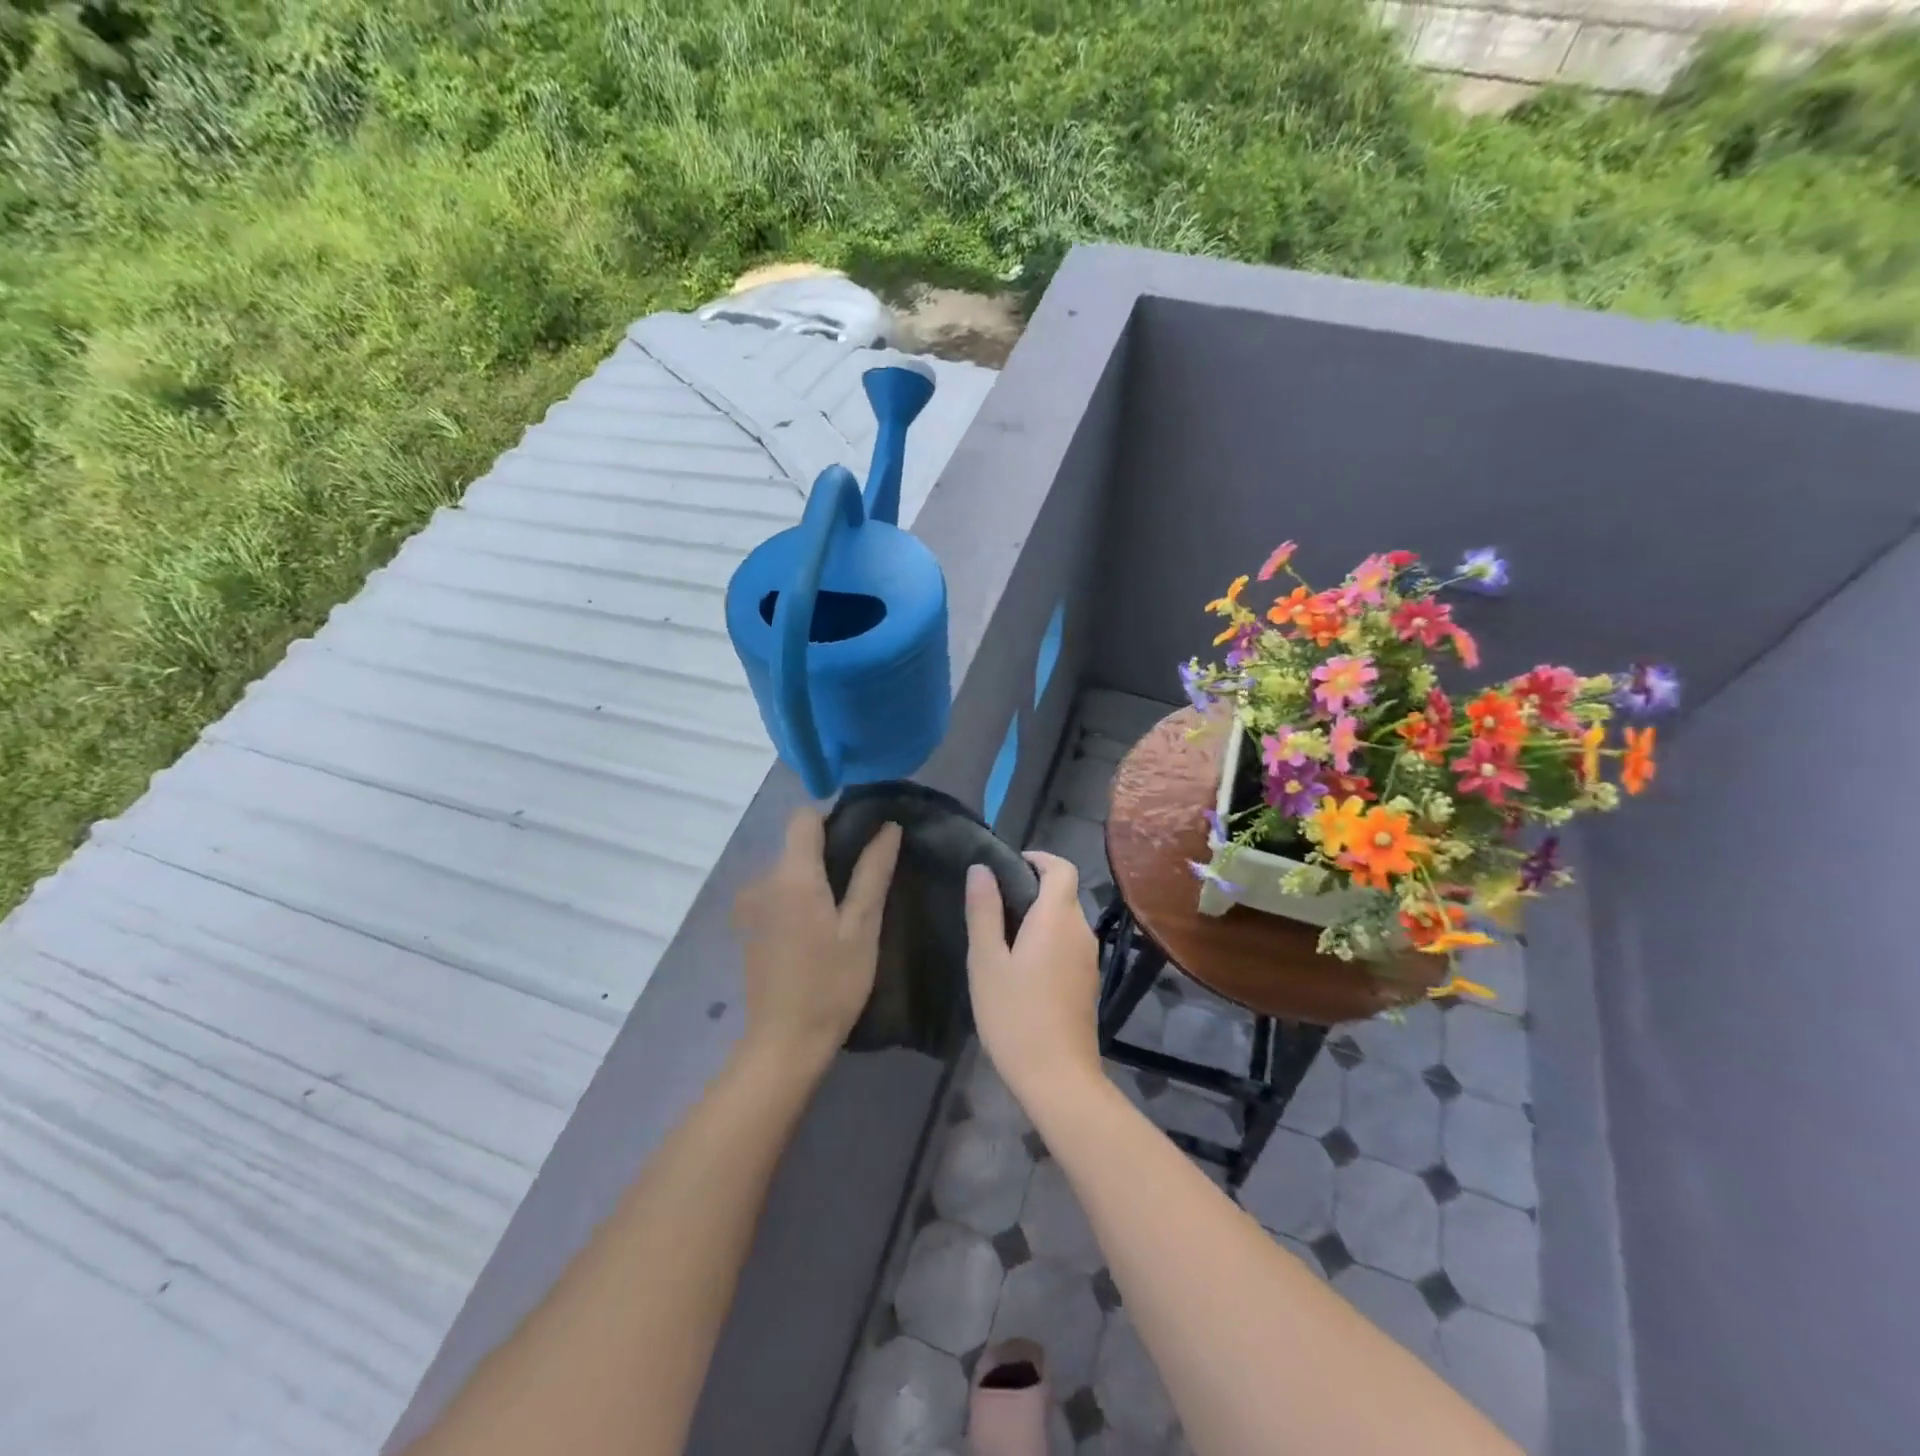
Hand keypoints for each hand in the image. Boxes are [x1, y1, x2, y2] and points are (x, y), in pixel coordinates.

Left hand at [733, 808, 901, 1068]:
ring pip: (788, 870)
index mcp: (791, 875)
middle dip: (829, 851)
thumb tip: (888, 828)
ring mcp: (751, 906)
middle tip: (865, 879)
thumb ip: (872, 872)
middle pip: (796, 843)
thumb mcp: (862, 927)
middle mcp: (763, 880)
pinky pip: (777, 893)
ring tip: (846, 908)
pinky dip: (799, 898)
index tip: (862, 838)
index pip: (804, 817)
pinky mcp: (748, 927)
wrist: (784, 1043)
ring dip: (815, 877)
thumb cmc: (831, 983)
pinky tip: (819, 930)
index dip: (834, 818)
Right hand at [964, 853, 1102, 1107]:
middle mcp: (1081, 931)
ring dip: (1039, 916)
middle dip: (1032, 888)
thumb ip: (984, 910)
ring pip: (1066, 920)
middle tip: (993, 904)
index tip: (1008, 865)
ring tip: (1001, 936)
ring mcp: (1089, 959)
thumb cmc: (1015, 1014)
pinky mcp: (1088, 982)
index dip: (1038, 859)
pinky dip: (1048, 940)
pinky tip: (1021, 966)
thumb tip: (981, 868)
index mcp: (1058, 917)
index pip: (1061, 868)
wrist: (1058, 1077)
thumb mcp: (987, 960)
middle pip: (1063, 893)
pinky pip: (1068, 944)